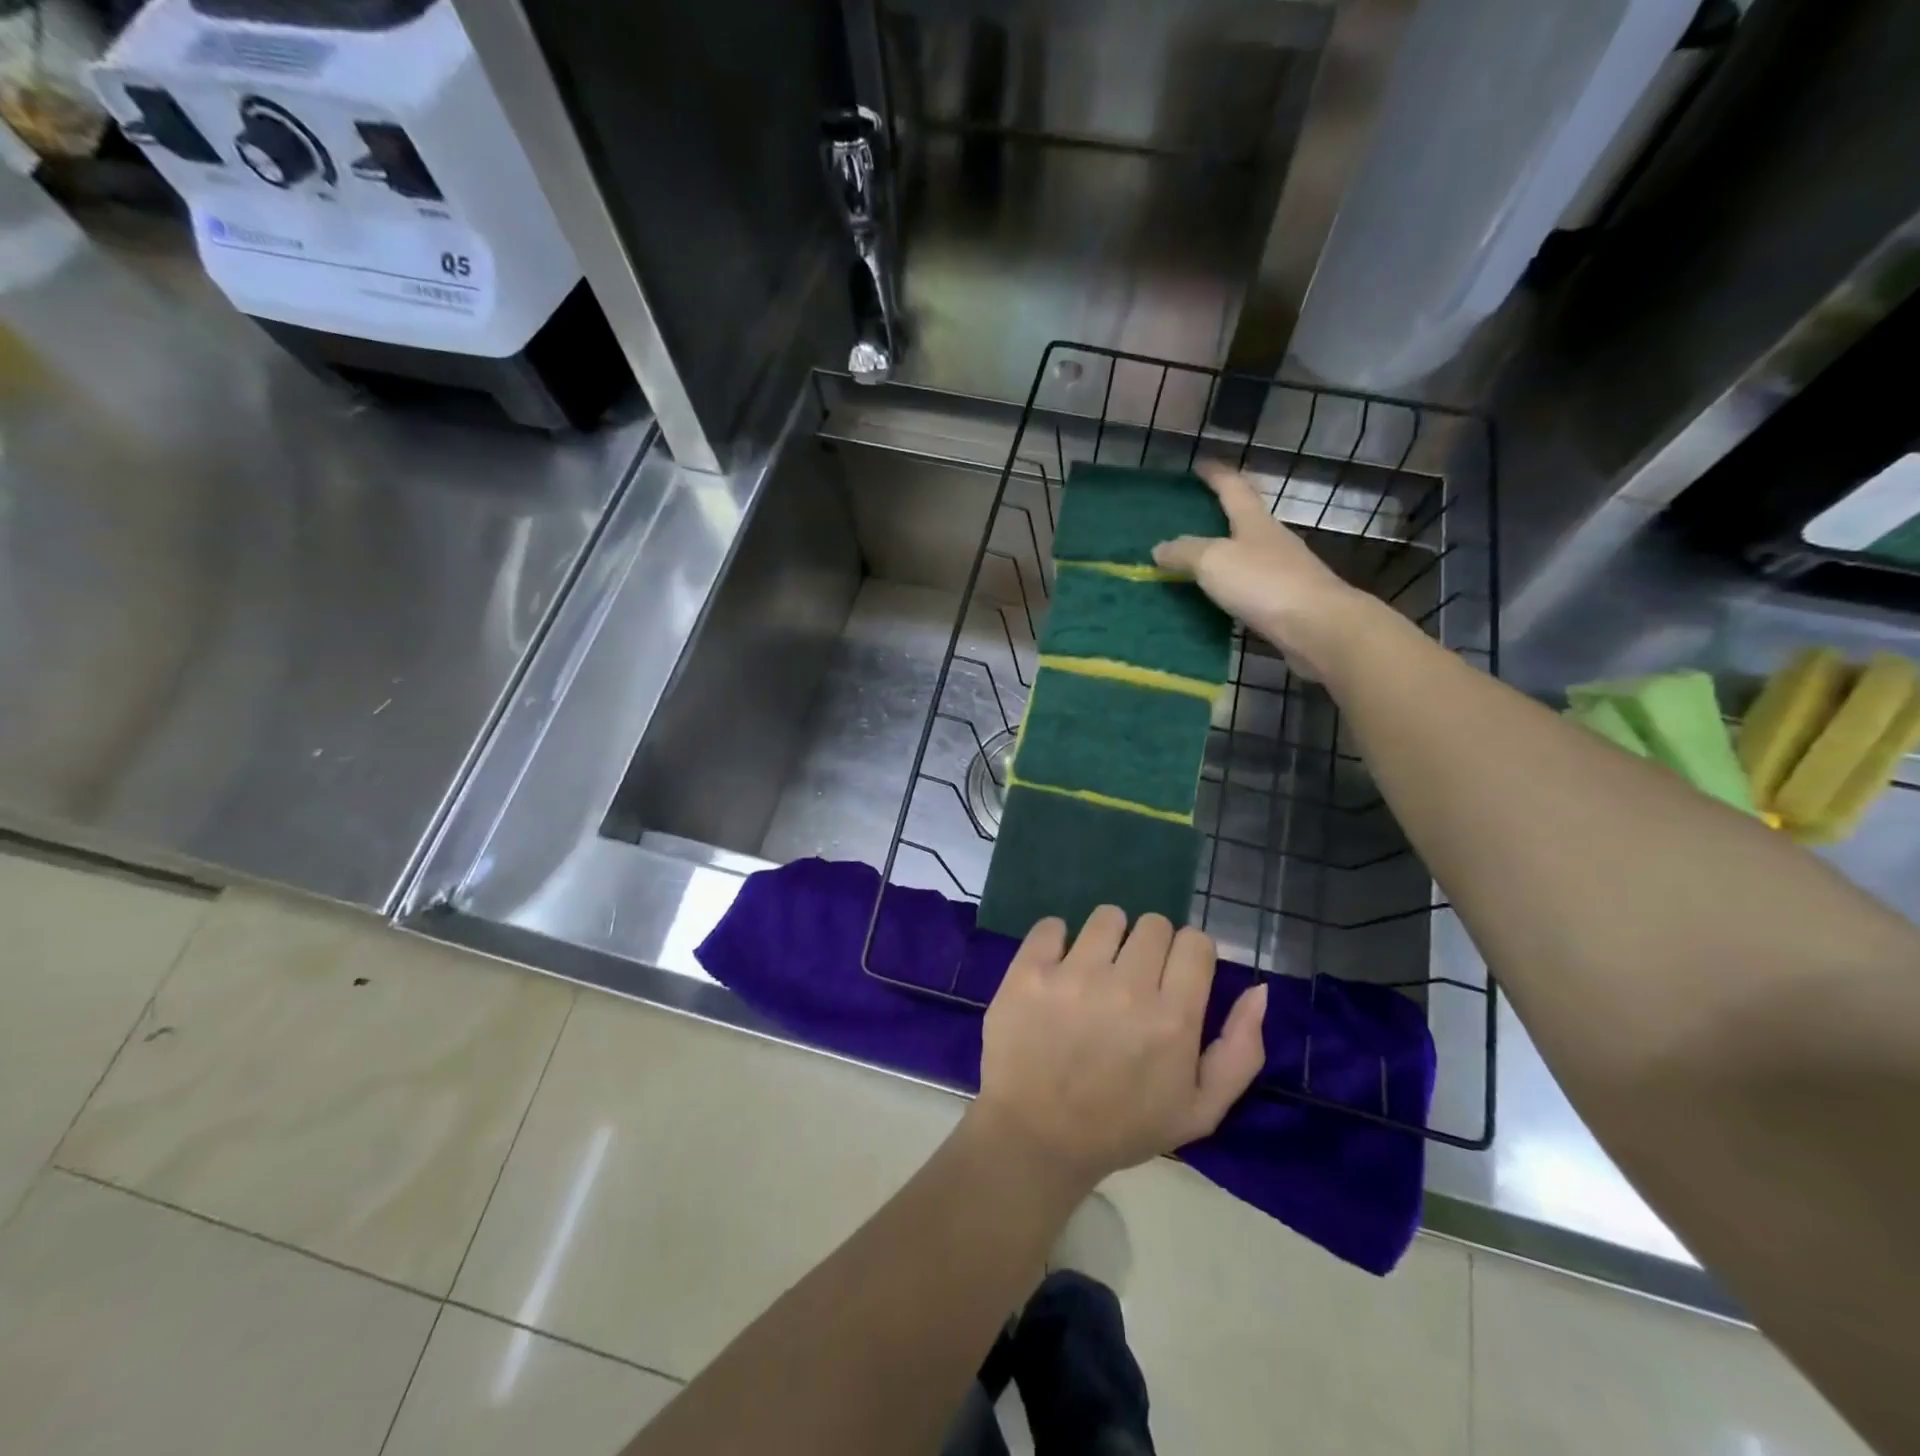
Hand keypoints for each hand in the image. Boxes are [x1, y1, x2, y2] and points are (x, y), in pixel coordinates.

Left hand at [972, 907, 1267, 1191]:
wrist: (1037, 1138)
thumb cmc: (1122, 1127)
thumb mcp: (1200, 1110)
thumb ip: (1240, 1050)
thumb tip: (1259, 990)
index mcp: (1172, 1019)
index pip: (1195, 942)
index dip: (1189, 955)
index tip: (1174, 976)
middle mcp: (1125, 987)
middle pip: (1154, 924)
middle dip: (1150, 947)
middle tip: (1133, 979)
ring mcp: (1072, 975)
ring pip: (1107, 917)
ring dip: (1107, 938)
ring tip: (1095, 971)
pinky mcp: (1028, 971)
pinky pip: (1051, 925)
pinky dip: (1056, 940)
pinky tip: (1056, 969)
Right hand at [1153, 461, 1377, 677]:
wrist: (1318, 627)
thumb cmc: (1264, 583)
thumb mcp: (1214, 562)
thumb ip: (1185, 553)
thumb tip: (1159, 547)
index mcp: (1255, 521)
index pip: (1233, 488)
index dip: (1216, 474)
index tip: (1201, 464)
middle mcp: (1272, 540)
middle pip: (1245, 519)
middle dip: (1222, 513)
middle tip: (1194, 514)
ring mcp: (1284, 571)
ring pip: (1249, 554)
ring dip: (1226, 553)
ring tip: (1197, 561)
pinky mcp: (1287, 602)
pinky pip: (1251, 587)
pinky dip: (1233, 587)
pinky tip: (1219, 598)